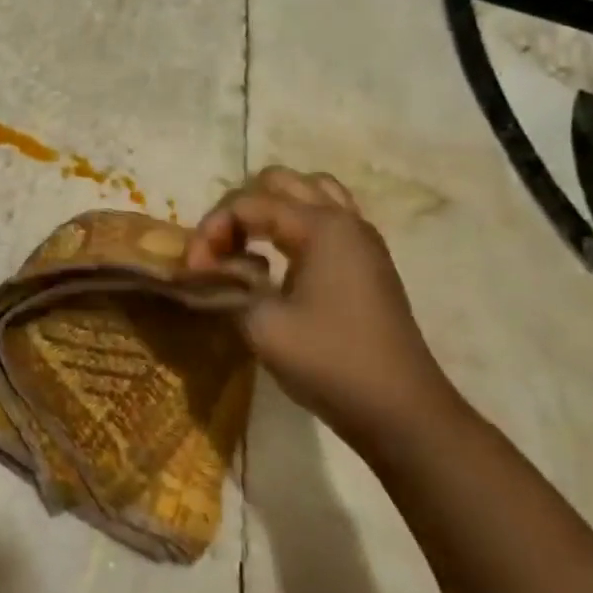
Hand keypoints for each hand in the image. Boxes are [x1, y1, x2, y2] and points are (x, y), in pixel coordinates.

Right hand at [185, 167, 458, 440]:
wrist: (399, 409)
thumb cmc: (329, 362)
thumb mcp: (262, 324)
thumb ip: (226, 285)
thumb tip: (202, 270)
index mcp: (322, 227)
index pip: (248, 203)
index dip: (211, 230)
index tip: (193, 271)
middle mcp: (344, 220)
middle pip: (281, 183)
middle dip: (238, 210)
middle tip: (219, 251)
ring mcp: (361, 240)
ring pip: (309, 194)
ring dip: (269, 211)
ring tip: (246, 247)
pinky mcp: (366, 263)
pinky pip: (325, 219)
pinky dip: (293, 226)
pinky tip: (277, 262)